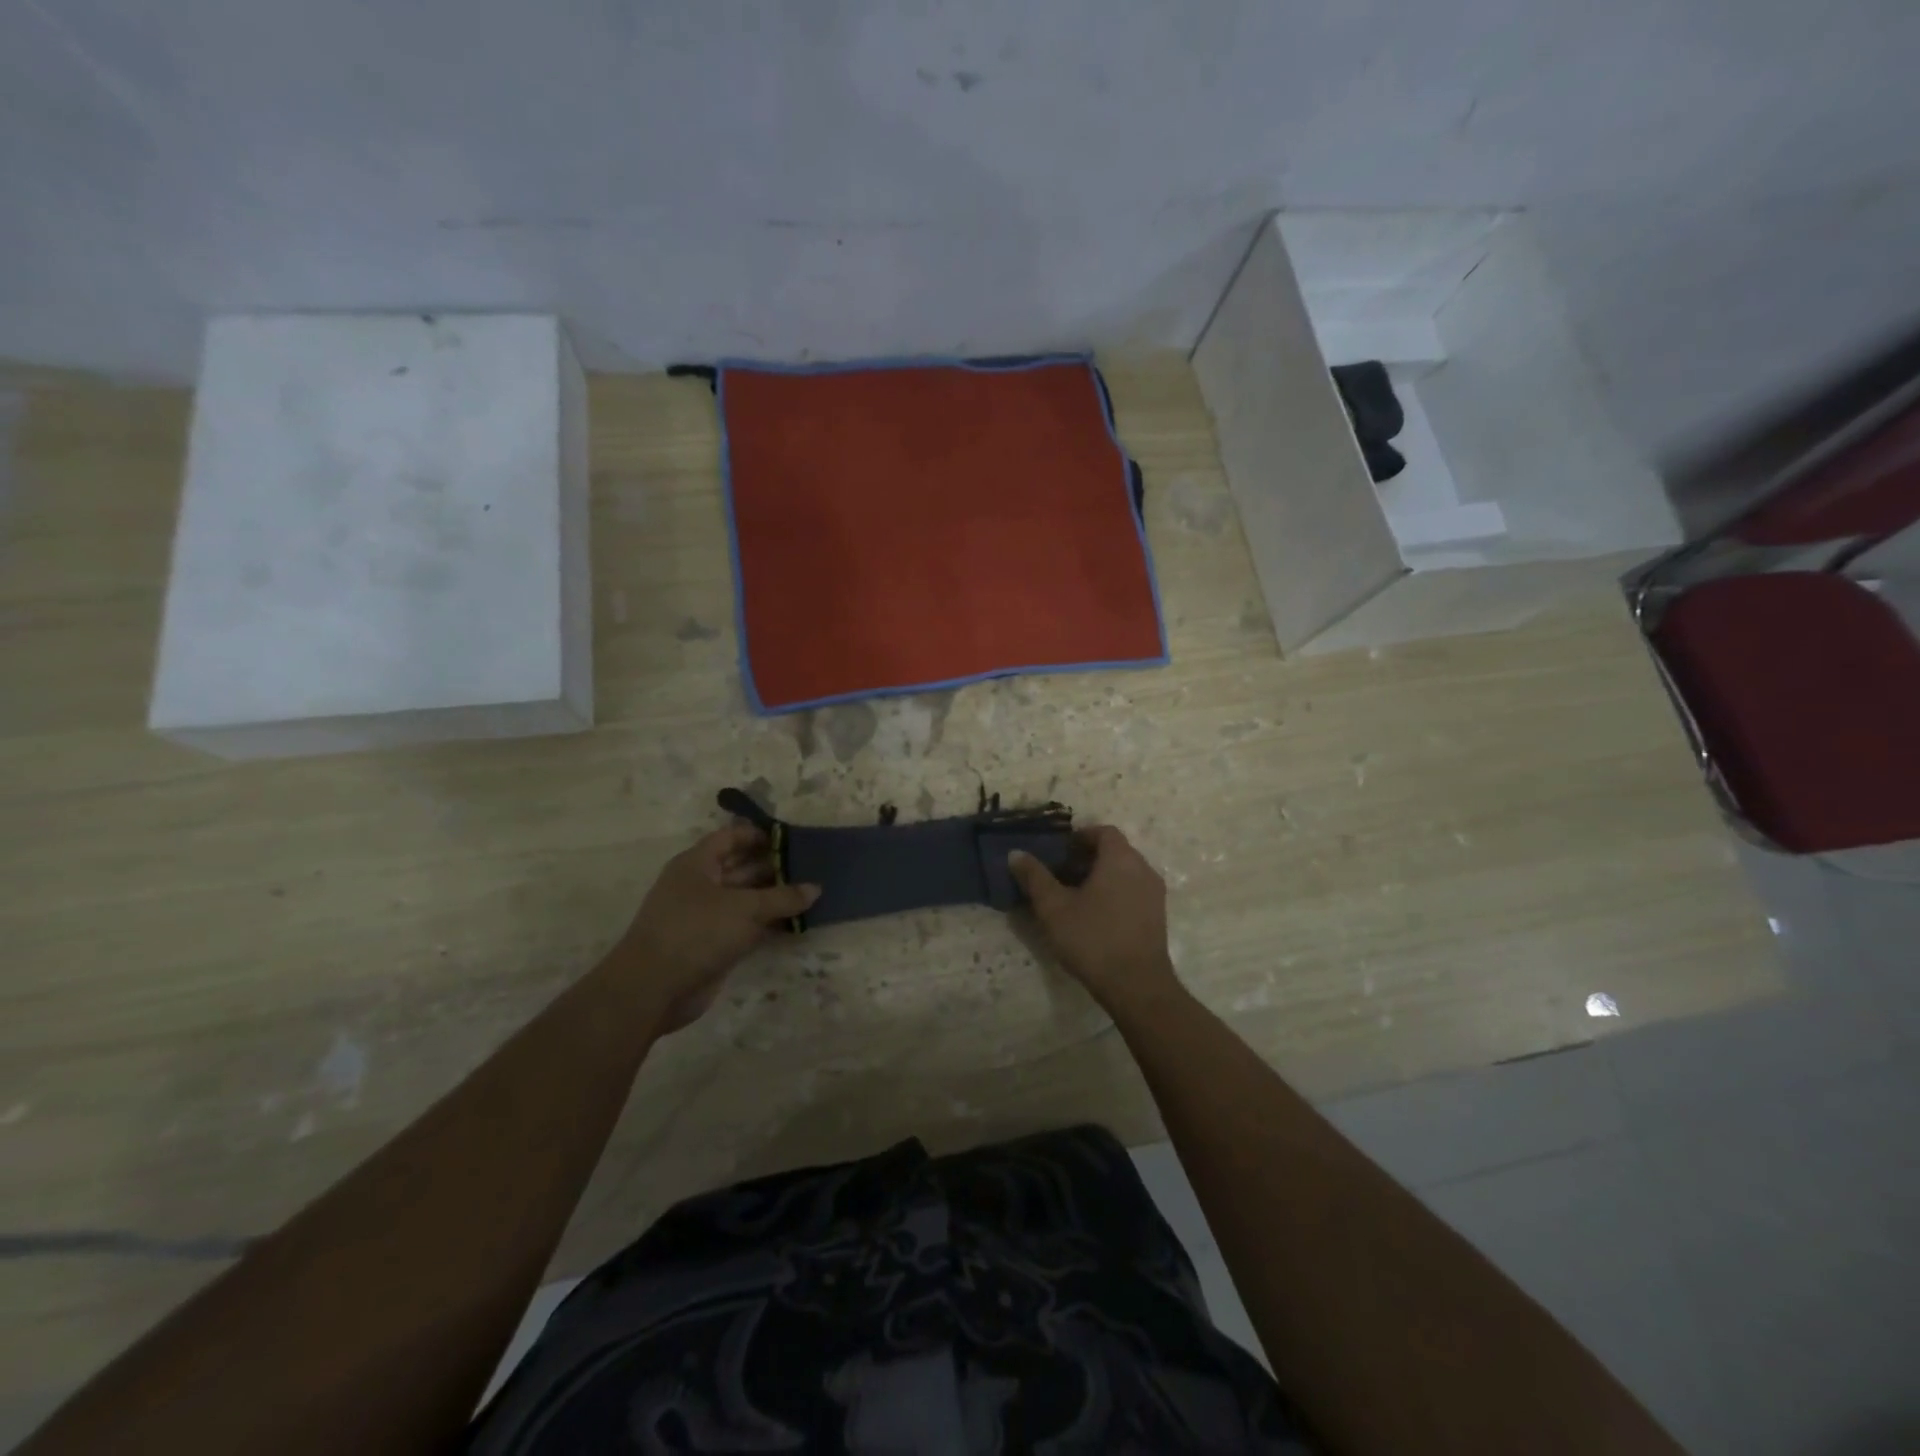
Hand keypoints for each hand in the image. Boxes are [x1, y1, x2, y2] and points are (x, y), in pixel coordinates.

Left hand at [617, 824, 818, 1030]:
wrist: (653, 988)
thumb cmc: (696, 932)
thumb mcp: (744, 908)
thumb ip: (782, 897)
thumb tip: (816, 888)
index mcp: (697, 863)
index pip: (732, 837)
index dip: (761, 835)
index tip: (794, 837)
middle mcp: (701, 885)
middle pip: (742, 867)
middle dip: (775, 866)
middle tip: (813, 866)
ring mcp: (707, 916)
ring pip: (747, 898)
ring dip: (776, 897)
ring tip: (813, 892)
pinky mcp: (714, 943)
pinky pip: (748, 925)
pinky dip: (770, 923)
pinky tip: (798, 922)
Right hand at [1008, 826, 1182, 1012]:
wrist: (1137, 985)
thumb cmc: (1092, 938)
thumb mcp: (1054, 907)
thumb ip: (1035, 877)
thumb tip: (1016, 853)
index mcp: (1120, 858)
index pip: (1103, 831)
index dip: (1080, 837)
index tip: (1059, 852)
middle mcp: (1143, 869)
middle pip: (1115, 851)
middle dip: (1087, 858)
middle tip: (1060, 875)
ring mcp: (1154, 894)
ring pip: (1125, 873)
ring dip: (1101, 877)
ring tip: (1075, 897)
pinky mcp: (1158, 917)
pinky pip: (1133, 892)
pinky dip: (1115, 893)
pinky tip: (1095, 917)